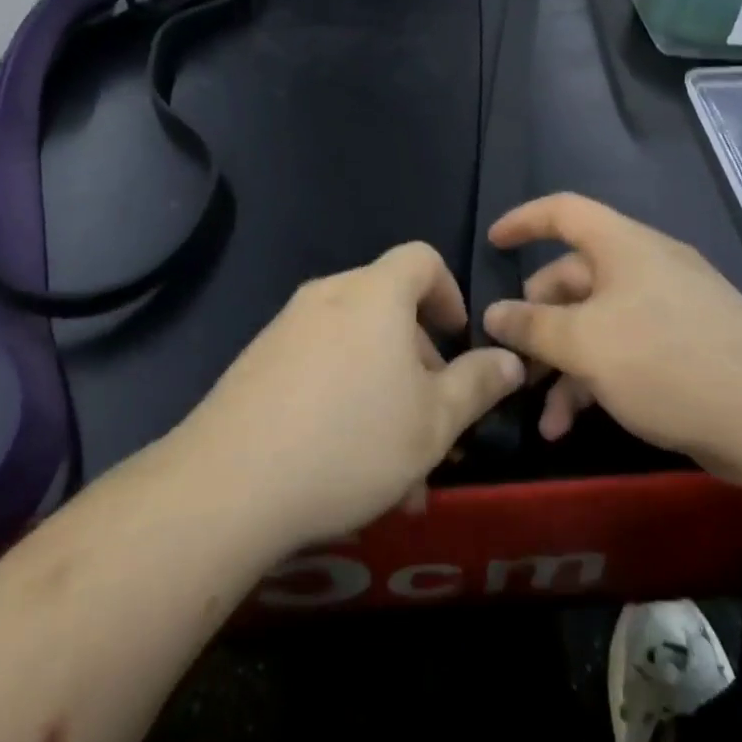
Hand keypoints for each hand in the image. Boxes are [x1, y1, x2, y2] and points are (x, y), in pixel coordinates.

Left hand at [181, 243, 524, 549]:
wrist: (231, 482)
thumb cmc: (352, 441)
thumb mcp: (434, 422)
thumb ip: (478, 384)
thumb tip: (510, 359)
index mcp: (374, 294)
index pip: (421, 259)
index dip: (450, 292)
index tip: (458, 340)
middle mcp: (328, 295)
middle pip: (388, 309)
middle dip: (419, 362)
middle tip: (434, 424)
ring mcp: (287, 326)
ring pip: (355, 348)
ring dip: (384, 394)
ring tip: (396, 471)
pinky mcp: (258, 360)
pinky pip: (319, 366)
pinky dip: (344, 399)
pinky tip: (345, 466)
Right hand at [481, 194, 741, 479]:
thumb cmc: (666, 362)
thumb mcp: (585, 344)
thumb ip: (532, 327)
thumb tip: (494, 314)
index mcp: (624, 247)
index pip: (564, 211)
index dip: (524, 221)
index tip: (493, 243)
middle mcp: (648, 268)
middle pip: (575, 278)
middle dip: (539, 321)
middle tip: (515, 359)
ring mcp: (672, 308)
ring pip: (598, 322)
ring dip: (564, 364)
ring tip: (544, 415)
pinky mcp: (689, 347)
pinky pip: (626, 349)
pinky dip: (595, 378)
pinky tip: (575, 423)